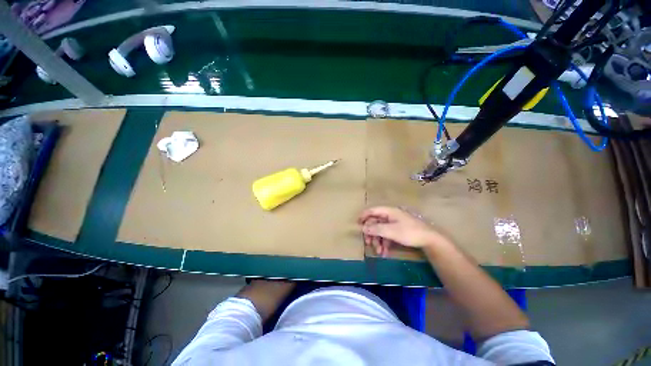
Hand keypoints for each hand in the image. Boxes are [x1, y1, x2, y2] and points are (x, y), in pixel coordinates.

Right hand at [358, 206, 445, 256]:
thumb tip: (363, 228)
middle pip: (375, 222)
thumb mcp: (391, 231)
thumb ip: (376, 229)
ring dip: (378, 241)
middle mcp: (390, 216)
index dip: (364, 216)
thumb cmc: (409, 232)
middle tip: (368, 243)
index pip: (372, 211)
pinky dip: (385, 243)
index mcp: (388, 211)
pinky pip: (388, 235)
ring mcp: (394, 223)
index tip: (357, 225)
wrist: (429, 240)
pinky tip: (385, 253)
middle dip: (371, 234)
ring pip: (381, 230)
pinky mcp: (398, 231)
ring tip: (379, 252)